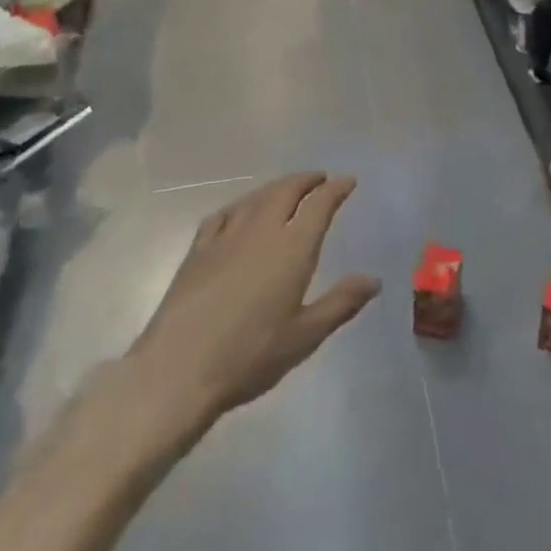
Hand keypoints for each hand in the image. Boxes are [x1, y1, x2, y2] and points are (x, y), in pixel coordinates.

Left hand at [117, 173, 380, 455]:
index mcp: (292, 247)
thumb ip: (341, 303)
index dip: (336, 189)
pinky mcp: (197, 251)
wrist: (176, 372)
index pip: (320, 204)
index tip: (348, 181)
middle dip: (306, 180)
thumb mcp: (304, 336)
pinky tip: (240, 210)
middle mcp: (261, 231)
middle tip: (320, 178)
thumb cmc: (249, 356)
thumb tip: (373, 280)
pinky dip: (240, 204)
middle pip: (286, 191)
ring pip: (256, 197)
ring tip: (287, 188)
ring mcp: (226, 238)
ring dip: (277, 187)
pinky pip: (223, 214)